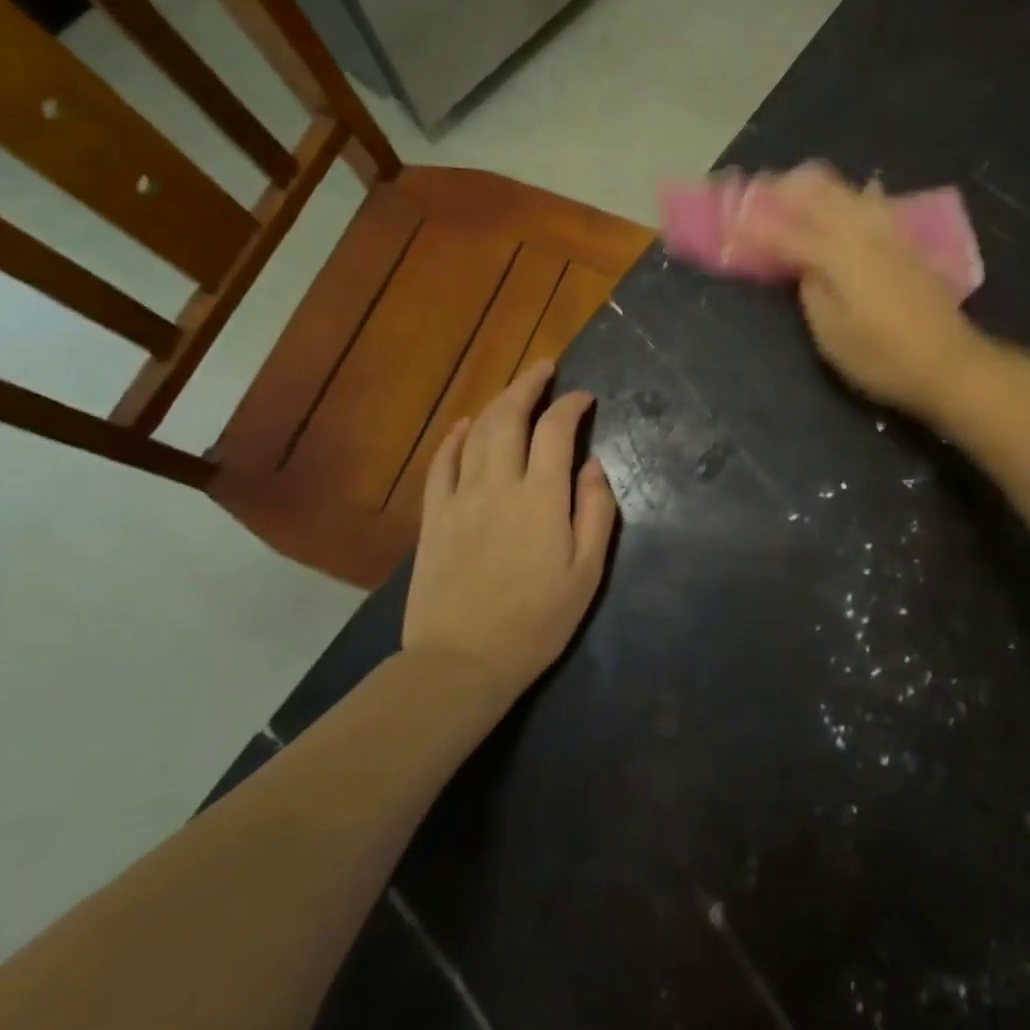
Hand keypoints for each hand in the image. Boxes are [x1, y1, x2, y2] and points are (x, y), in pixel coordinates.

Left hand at [403, 360, 618, 702]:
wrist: (463, 661)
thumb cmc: (537, 621)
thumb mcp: (587, 572)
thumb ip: (595, 511)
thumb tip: (593, 465)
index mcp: (541, 497)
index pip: (556, 431)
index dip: (572, 405)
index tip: (585, 397)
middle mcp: (498, 484)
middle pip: (510, 417)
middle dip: (529, 385)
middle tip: (545, 368)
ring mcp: (460, 498)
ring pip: (476, 433)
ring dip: (496, 404)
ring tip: (514, 390)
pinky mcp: (433, 517)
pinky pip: (441, 464)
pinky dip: (453, 437)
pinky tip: (462, 425)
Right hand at [730, 164, 985, 416]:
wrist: (948, 363)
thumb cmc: (881, 357)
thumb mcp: (831, 333)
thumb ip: (809, 289)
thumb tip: (801, 264)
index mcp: (836, 252)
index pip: (783, 232)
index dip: (752, 230)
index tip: (728, 228)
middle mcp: (861, 229)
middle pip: (815, 191)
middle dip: (781, 191)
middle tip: (756, 201)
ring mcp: (888, 230)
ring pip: (844, 190)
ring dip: (812, 189)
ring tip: (791, 199)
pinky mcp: (906, 239)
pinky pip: (871, 202)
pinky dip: (848, 198)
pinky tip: (846, 203)